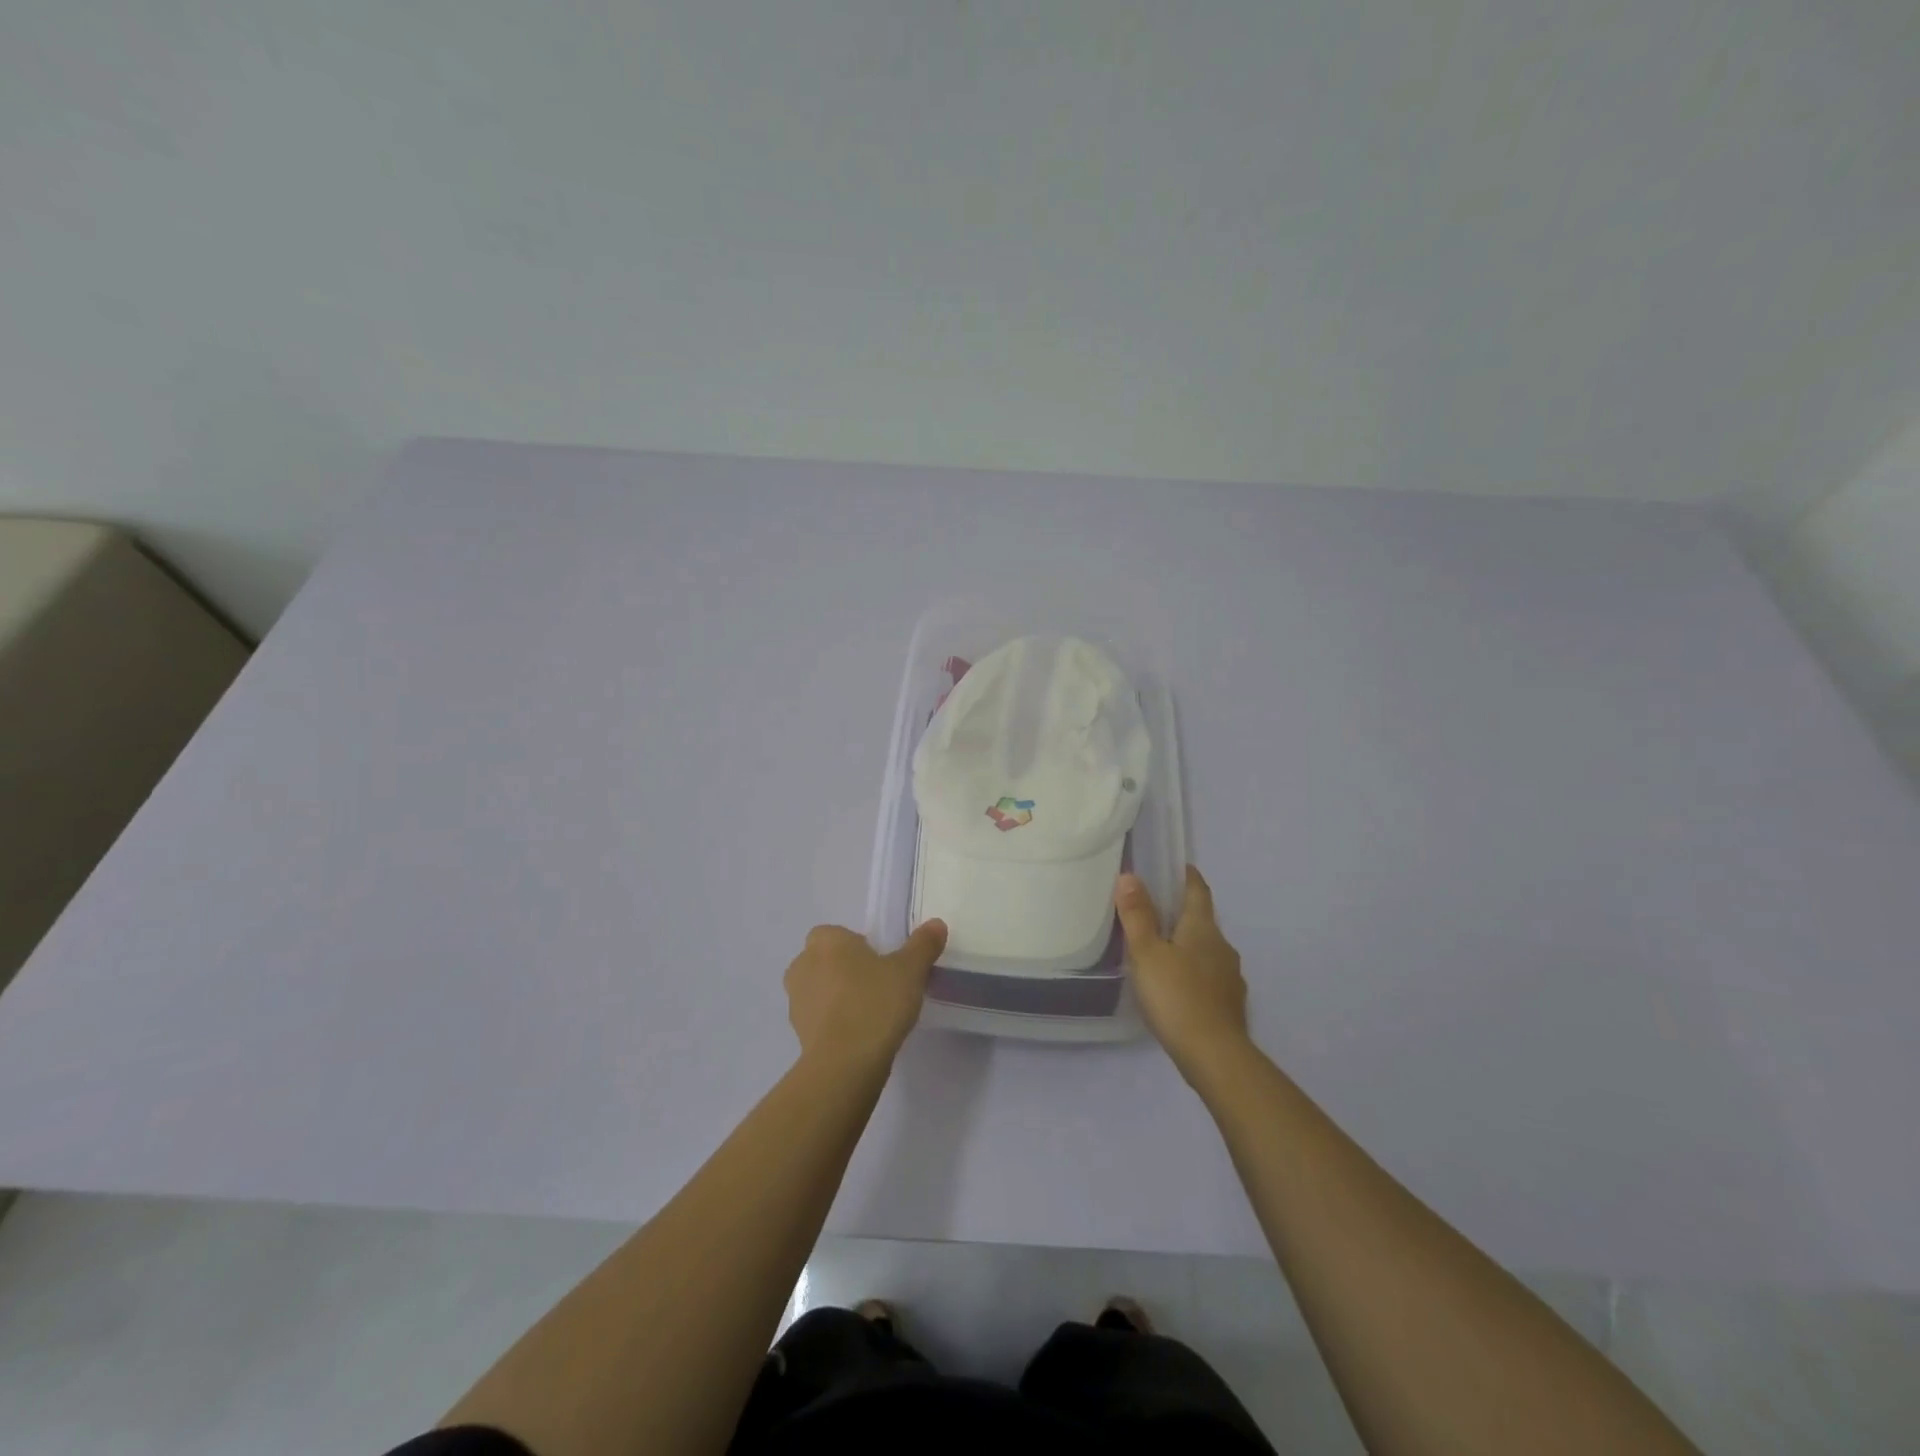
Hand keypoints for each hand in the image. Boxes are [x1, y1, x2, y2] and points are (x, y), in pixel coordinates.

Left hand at [784, 920, 947, 1072]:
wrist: (845, 1063)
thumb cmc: (875, 1003)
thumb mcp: (910, 970)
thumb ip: (923, 944)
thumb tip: (937, 924)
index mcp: (826, 941)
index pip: (839, 934)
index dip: (860, 947)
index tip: (883, 965)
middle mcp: (803, 964)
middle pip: (828, 960)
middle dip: (848, 970)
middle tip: (880, 987)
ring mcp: (795, 1000)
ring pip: (821, 989)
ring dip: (839, 997)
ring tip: (872, 1015)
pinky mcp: (797, 1032)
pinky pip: (820, 1018)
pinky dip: (835, 1022)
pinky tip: (860, 1036)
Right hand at [1115, 866, 1250, 1080]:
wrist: (1214, 1055)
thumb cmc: (1176, 996)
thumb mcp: (1147, 953)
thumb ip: (1137, 915)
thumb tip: (1130, 876)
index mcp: (1202, 928)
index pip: (1198, 891)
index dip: (1188, 876)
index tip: (1178, 867)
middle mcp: (1222, 946)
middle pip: (1203, 921)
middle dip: (1183, 913)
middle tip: (1155, 910)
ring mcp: (1230, 977)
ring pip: (1207, 950)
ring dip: (1188, 944)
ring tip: (1162, 950)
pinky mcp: (1229, 1003)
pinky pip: (1210, 975)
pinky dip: (1194, 971)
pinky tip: (1178, 985)